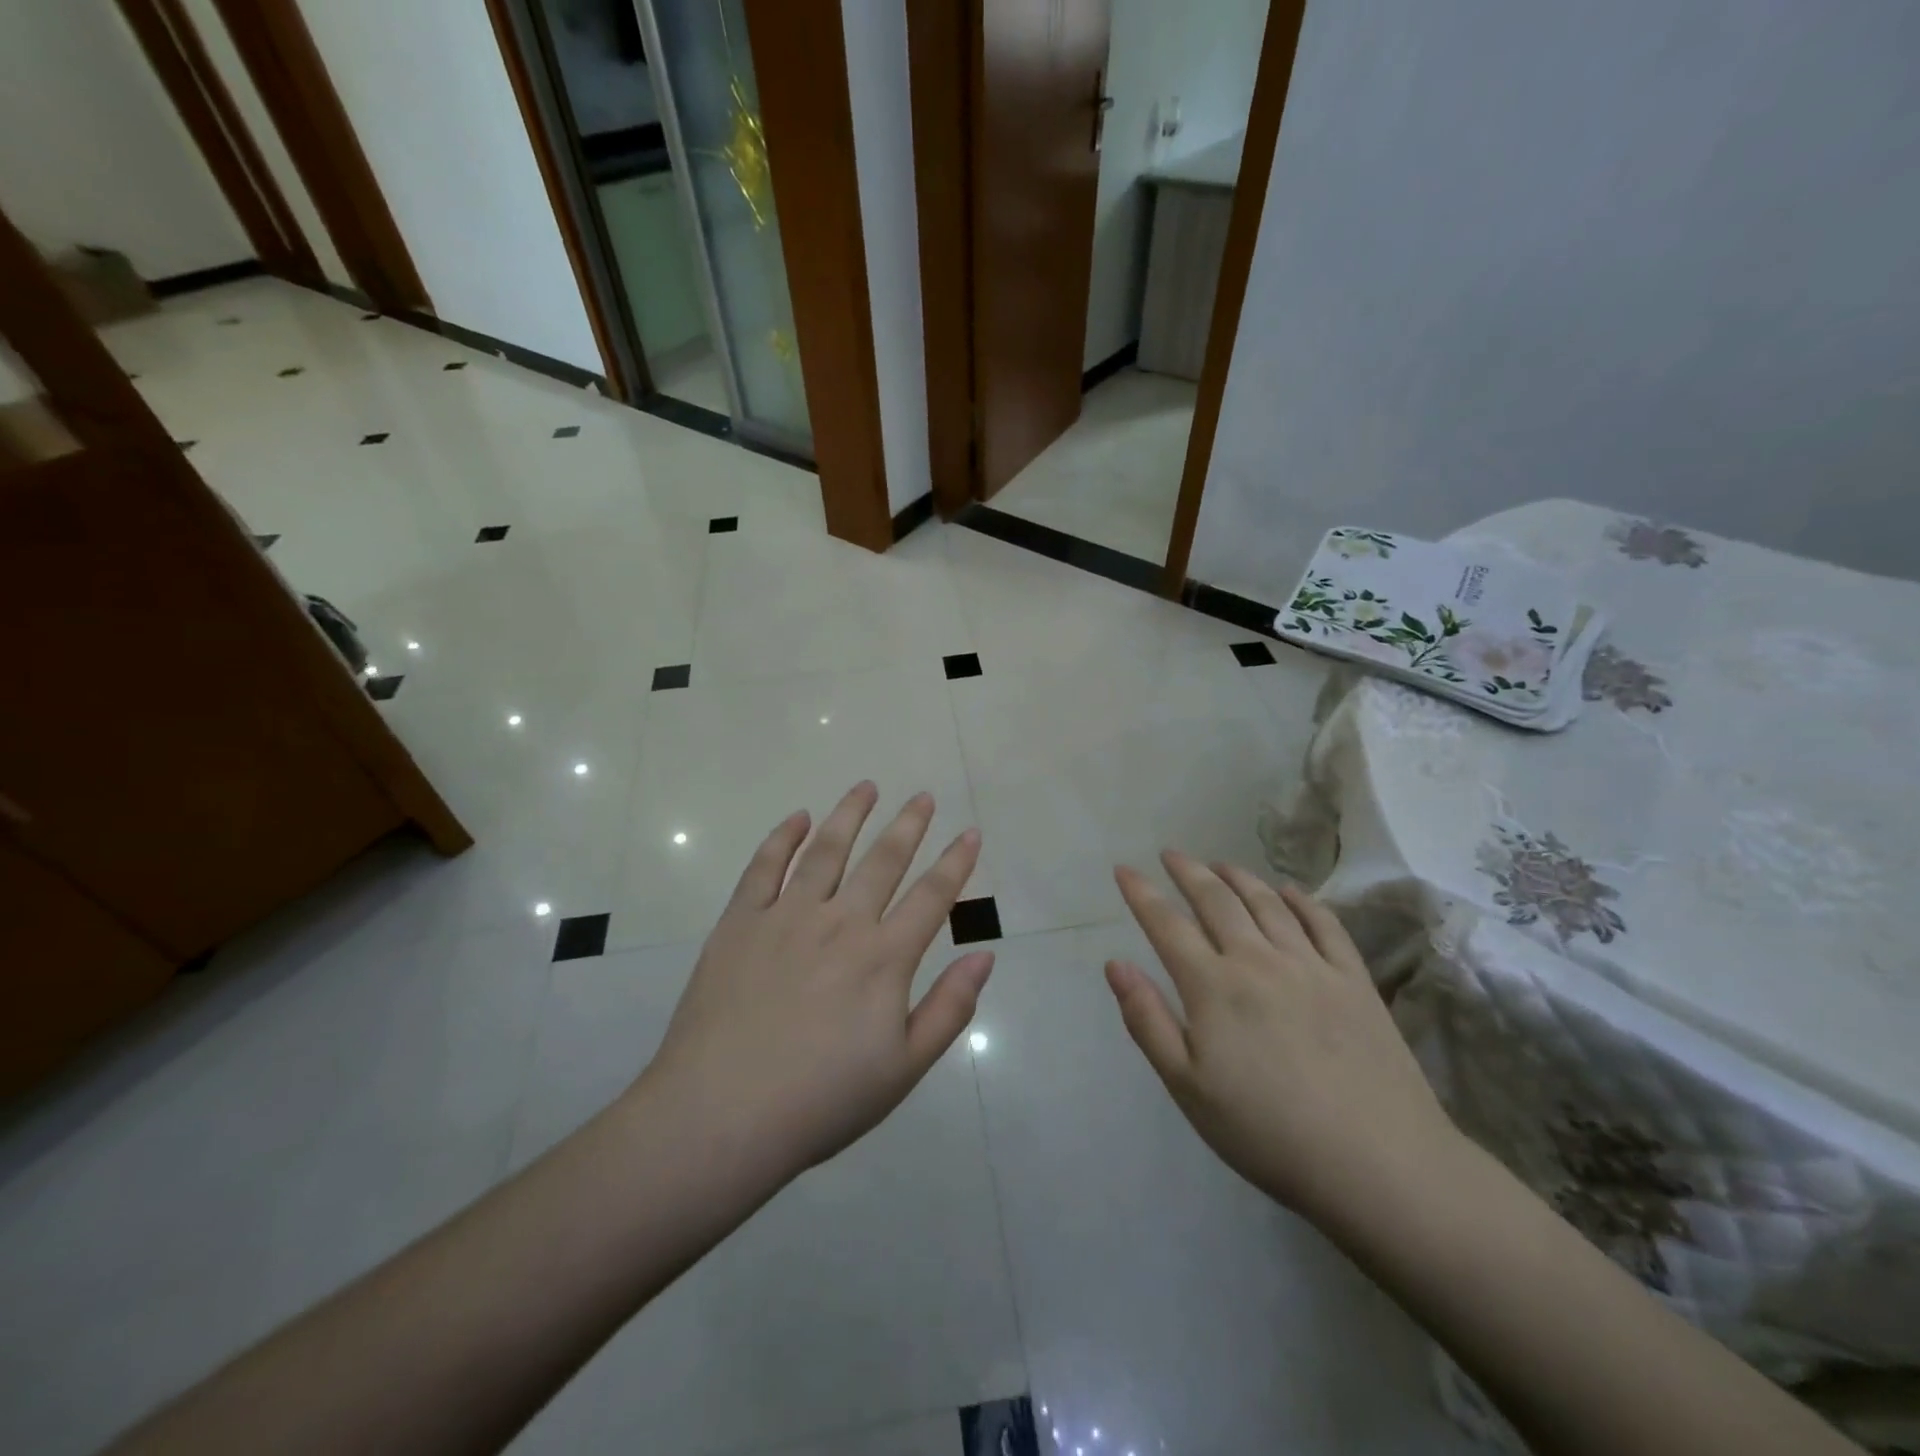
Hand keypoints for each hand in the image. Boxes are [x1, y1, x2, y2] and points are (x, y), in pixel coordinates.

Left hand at [640, 783, 993, 1182]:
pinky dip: (784, 837)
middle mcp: (840, 922)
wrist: (720, 1117)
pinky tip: (798, 818)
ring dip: (850, 814)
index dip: (955, 861)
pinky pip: (765, 866)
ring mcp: (786, 916)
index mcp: (883, 958)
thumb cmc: (820, 1101)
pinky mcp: (740, 922)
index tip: (970, 831)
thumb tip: (984, 955)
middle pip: (883, 860)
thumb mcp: (903, 1069)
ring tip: (866, 787)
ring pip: (827, 849)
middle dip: (908, 825)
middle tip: (923, 796)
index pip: (932, 896)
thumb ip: (948, 1009)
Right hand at [1106, 852, 1462, 1227]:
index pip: (1166, 925)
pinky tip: (1289, 891)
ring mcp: (1311, 966)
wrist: (1378, 1164)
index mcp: (1213, 986)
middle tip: (1171, 854)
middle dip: (1188, 872)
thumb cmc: (1267, 1132)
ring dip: (1238, 877)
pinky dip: (1301, 900)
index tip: (1124, 869)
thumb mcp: (1188, 1087)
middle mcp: (1258, 960)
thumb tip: (1115, 964)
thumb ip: (1147, 1020)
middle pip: (1216, 900)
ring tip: (1220, 863)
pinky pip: (1324, 923)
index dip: (1141, 893)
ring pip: (1267, 903)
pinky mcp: (1353, 980)